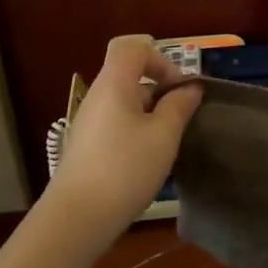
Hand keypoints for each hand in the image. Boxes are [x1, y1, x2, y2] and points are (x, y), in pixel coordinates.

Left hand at [44, 35, 201, 241]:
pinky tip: (148, 160)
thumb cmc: (125, 169)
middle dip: (159, 90)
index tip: (178, 87)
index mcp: (113, 84)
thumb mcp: (163, 136)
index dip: (160, 58)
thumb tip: (190, 88)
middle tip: (181, 117)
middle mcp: (96, 97)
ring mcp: (88, 123)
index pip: (132, 47)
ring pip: (124, 102)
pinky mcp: (86, 147)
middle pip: (129, 75)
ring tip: (168, 143)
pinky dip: (136, 131)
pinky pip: (116, 123)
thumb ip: (179, 106)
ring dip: (150, 114)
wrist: (76, 219)